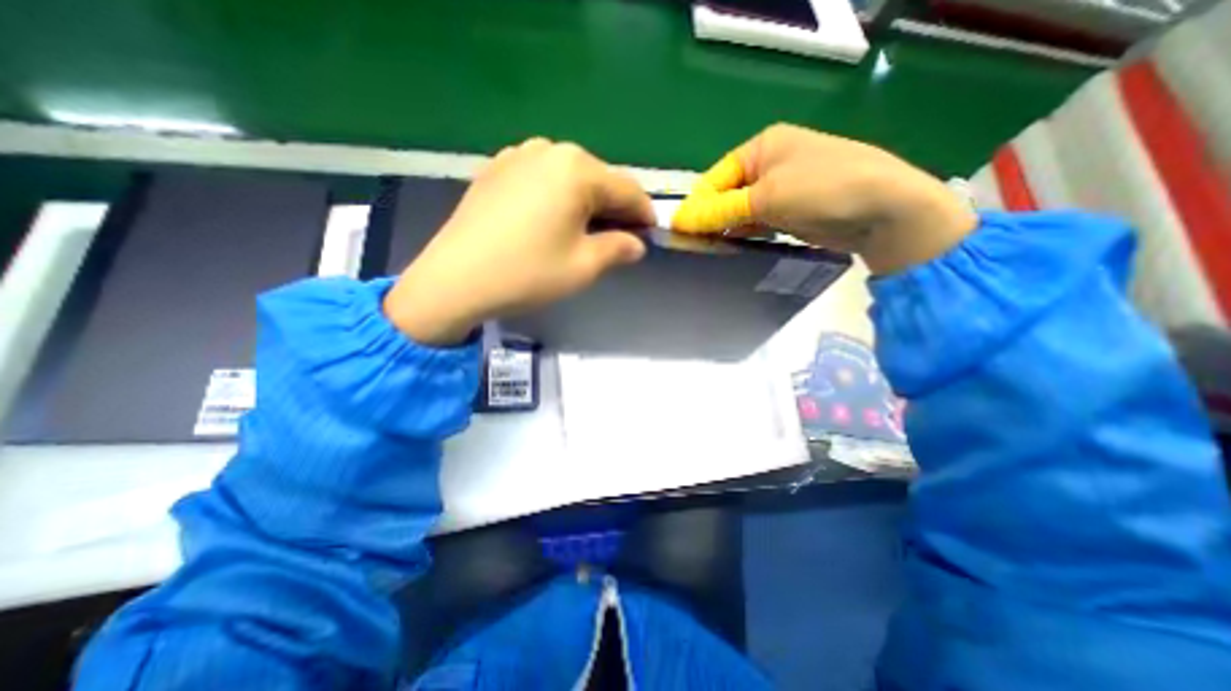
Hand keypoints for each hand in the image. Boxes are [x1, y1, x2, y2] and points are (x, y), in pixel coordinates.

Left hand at [384, 137, 652, 345]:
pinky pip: (541, 179)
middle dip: (614, 208)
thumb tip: (636, 244)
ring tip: (586, 231)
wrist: (455, 279)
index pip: (627, 189)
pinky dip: (557, 197)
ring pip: (570, 178)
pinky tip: (552, 221)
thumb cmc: (528, 273)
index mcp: (577, 169)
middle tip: (619, 238)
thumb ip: (618, 249)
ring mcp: (517, 155)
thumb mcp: (584, 266)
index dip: (644, 213)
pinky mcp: (496, 169)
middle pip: (598, 179)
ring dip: (586, 202)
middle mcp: (549, 149)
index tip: (651, 234)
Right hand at [670, 120, 976, 272]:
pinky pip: (757, 225)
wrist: (885, 211)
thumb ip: (721, 210)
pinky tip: (735, 251)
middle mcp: (769, 165)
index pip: (715, 178)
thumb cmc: (823, 189)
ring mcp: (781, 190)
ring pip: (740, 212)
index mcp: (762, 148)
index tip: (681, 234)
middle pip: (726, 195)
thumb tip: (682, 221)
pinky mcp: (790, 213)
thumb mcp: (767, 197)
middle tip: (695, 248)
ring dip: (728, 230)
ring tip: (711, 253)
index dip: (697, 206)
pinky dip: (746, 236)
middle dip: (711, 220)